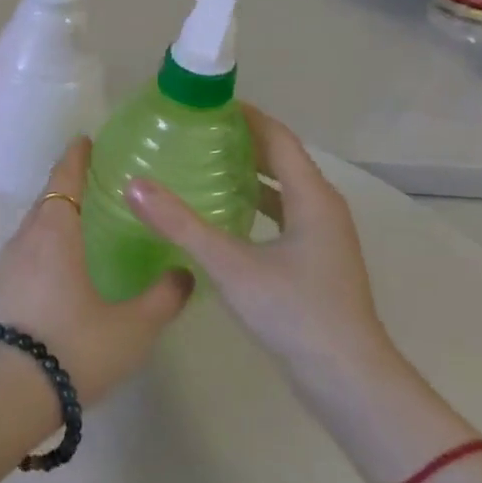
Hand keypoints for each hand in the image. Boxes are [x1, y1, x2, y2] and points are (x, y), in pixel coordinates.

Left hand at [0, 138, 193, 406]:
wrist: (6, 389)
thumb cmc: (73, 346)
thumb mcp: (131, 327)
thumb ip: (162, 299)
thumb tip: (184, 273)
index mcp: (54, 232)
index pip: (64, 180)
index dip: (76, 158)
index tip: (86, 141)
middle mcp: (25, 238)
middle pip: (47, 201)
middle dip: (68, 187)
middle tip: (98, 184)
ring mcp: (6, 264)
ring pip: (35, 228)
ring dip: (56, 218)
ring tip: (84, 223)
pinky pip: (26, 252)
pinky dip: (45, 245)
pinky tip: (63, 266)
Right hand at [124, 106, 397, 390]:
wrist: (347, 381)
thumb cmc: (295, 312)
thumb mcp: (230, 264)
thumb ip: (180, 224)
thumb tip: (133, 185)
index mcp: (312, 198)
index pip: (278, 138)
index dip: (245, 115)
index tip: (204, 102)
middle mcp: (322, 209)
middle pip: (280, 159)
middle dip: (240, 140)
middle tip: (192, 130)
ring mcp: (321, 237)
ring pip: (281, 188)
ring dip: (246, 171)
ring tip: (199, 162)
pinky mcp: (313, 261)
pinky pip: (280, 214)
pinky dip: (252, 202)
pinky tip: (220, 212)